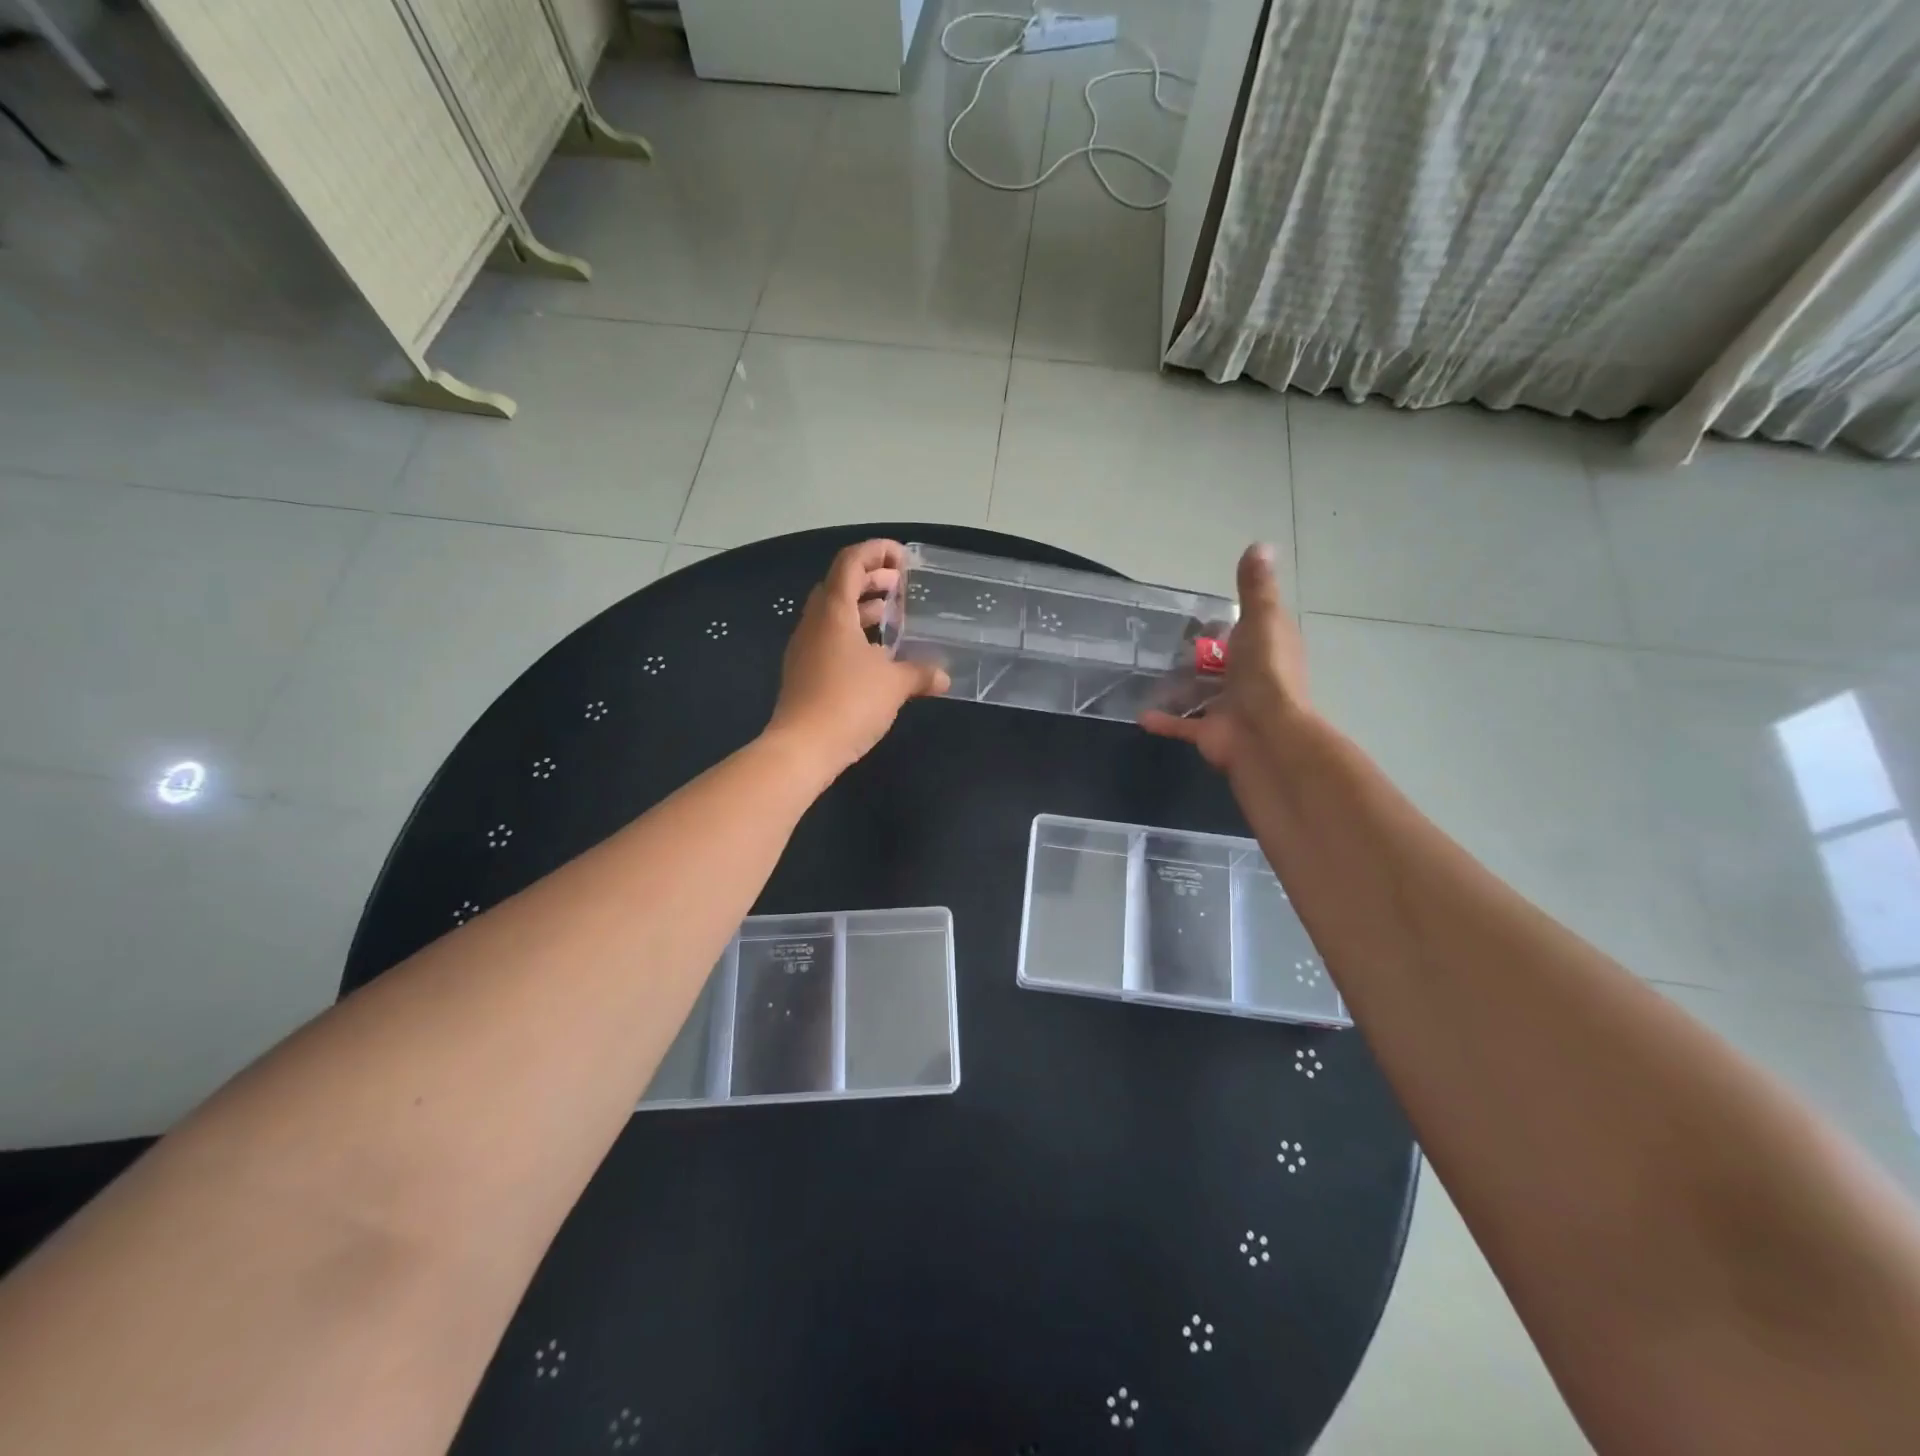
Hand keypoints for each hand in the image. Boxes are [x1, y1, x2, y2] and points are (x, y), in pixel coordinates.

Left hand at [766, 539, 949, 777]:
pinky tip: (875, 655)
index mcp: (834, 611)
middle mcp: (814, 622)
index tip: (903, 558)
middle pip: (840, 584)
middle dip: (871, 579)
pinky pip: (829, 638)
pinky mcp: (803, 671)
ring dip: (862, 607)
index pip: (851, 562)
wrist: (802, 748)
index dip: (876, 551)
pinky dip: (853, 634)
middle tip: (900, 587)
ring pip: (833, 613)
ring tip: (892, 616)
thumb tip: (943, 676)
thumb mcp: (894, 685)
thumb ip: (920, 673)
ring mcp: (804, 647)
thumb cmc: (849, 703)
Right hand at [1141, 544, 1311, 773]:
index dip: (1233, 623)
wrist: (1264, 732)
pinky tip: (1141, 713)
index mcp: (1267, 650)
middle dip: (1201, 657)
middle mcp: (1252, 679)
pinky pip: (1183, 724)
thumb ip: (1255, 587)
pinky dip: (1164, 720)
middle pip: (1224, 665)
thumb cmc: (1265, 671)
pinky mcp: (1211, 733)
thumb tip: (1261, 544)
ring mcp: (1231, 708)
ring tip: (1148, 674)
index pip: (1251, 631)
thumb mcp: (1261, 619)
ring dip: (1180, 688)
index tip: (1205, 617)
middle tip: (1166, 645)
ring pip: (1203, 695)